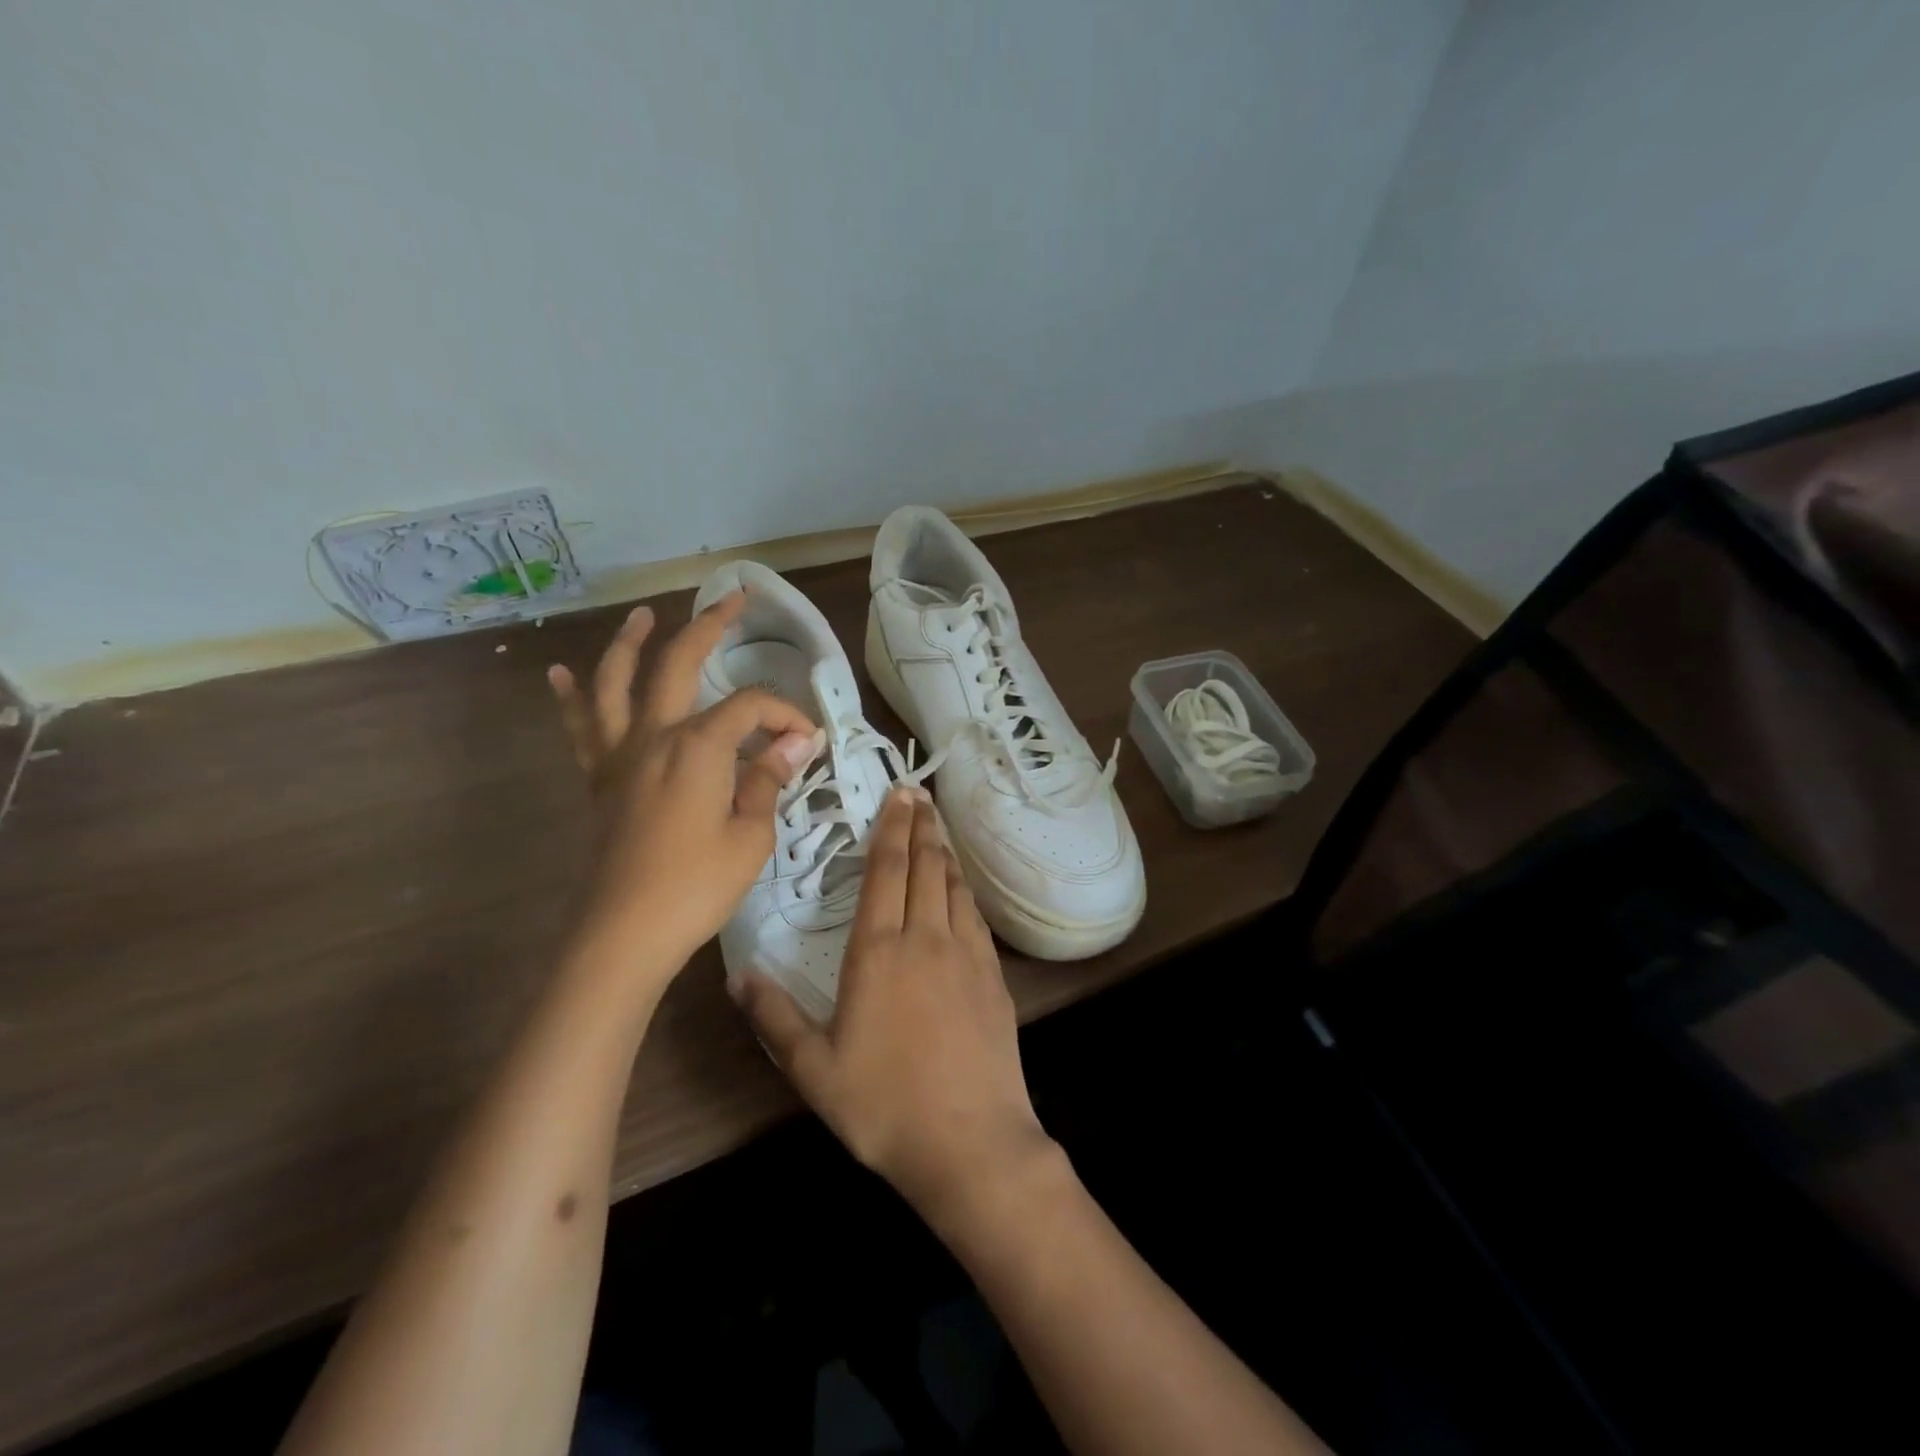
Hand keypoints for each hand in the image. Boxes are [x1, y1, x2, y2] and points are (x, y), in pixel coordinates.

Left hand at [548, 594, 821, 975]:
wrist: (623, 933)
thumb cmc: (696, 886)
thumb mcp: (751, 835)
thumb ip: (768, 779)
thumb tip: (796, 740)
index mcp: (697, 747)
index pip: (751, 709)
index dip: (785, 715)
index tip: (809, 741)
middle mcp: (654, 735)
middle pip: (679, 663)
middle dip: (710, 626)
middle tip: (734, 599)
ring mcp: (619, 755)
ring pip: (616, 682)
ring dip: (631, 642)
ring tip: (645, 615)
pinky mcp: (599, 780)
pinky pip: (581, 727)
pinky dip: (571, 696)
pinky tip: (559, 672)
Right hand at [732, 788, 1056, 1223]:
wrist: (971, 1141)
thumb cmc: (884, 1105)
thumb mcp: (814, 1070)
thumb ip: (774, 1018)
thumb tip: (736, 974)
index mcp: (879, 951)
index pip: (886, 871)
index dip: (890, 828)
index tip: (897, 794)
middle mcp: (925, 938)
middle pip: (925, 865)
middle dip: (920, 825)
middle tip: (917, 793)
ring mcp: (966, 954)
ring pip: (953, 884)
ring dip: (944, 850)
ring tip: (937, 825)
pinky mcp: (993, 975)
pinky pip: (975, 915)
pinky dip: (964, 888)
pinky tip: (960, 887)